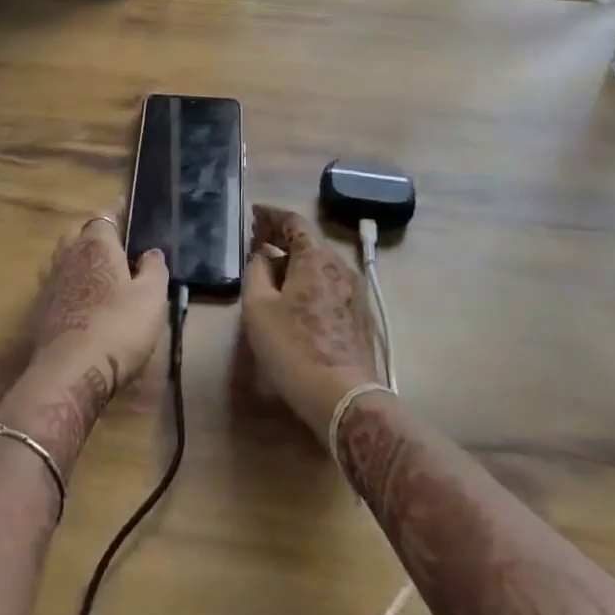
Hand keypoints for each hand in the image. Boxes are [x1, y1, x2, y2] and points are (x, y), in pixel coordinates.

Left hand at [0, 215, 169, 468]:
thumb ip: (154, 269)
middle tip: (117, 245)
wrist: (70, 372)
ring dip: (79, 258)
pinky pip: (57, 283)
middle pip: (80, 233)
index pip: (106, 215)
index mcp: (96, 244)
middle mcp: (68, 254)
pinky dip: (69, 283)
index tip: (128, 210)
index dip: (118, 212)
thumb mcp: (151, 298)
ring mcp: (50, 281)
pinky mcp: (40, 308)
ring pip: (65, 257)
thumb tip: (151, 252)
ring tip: (98, 270)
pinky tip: (81, 299)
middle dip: (96, 234)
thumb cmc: (118, 328)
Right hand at [241, 204, 378, 433]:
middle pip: (309, 242)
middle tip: (258, 242)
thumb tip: (262, 256)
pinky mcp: (361, 317)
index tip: (253, 215)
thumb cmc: (294, 348)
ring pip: (321, 265)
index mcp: (316, 258)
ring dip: (296, 262)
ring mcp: (356, 292)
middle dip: (282, 239)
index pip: (293, 221)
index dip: (271, 215)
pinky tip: (296, 297)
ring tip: (273, 271)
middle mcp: (341, 267)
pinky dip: (310, 280)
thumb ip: (256, 272)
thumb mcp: (258, 308)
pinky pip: (330, 285)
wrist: (345, 399)